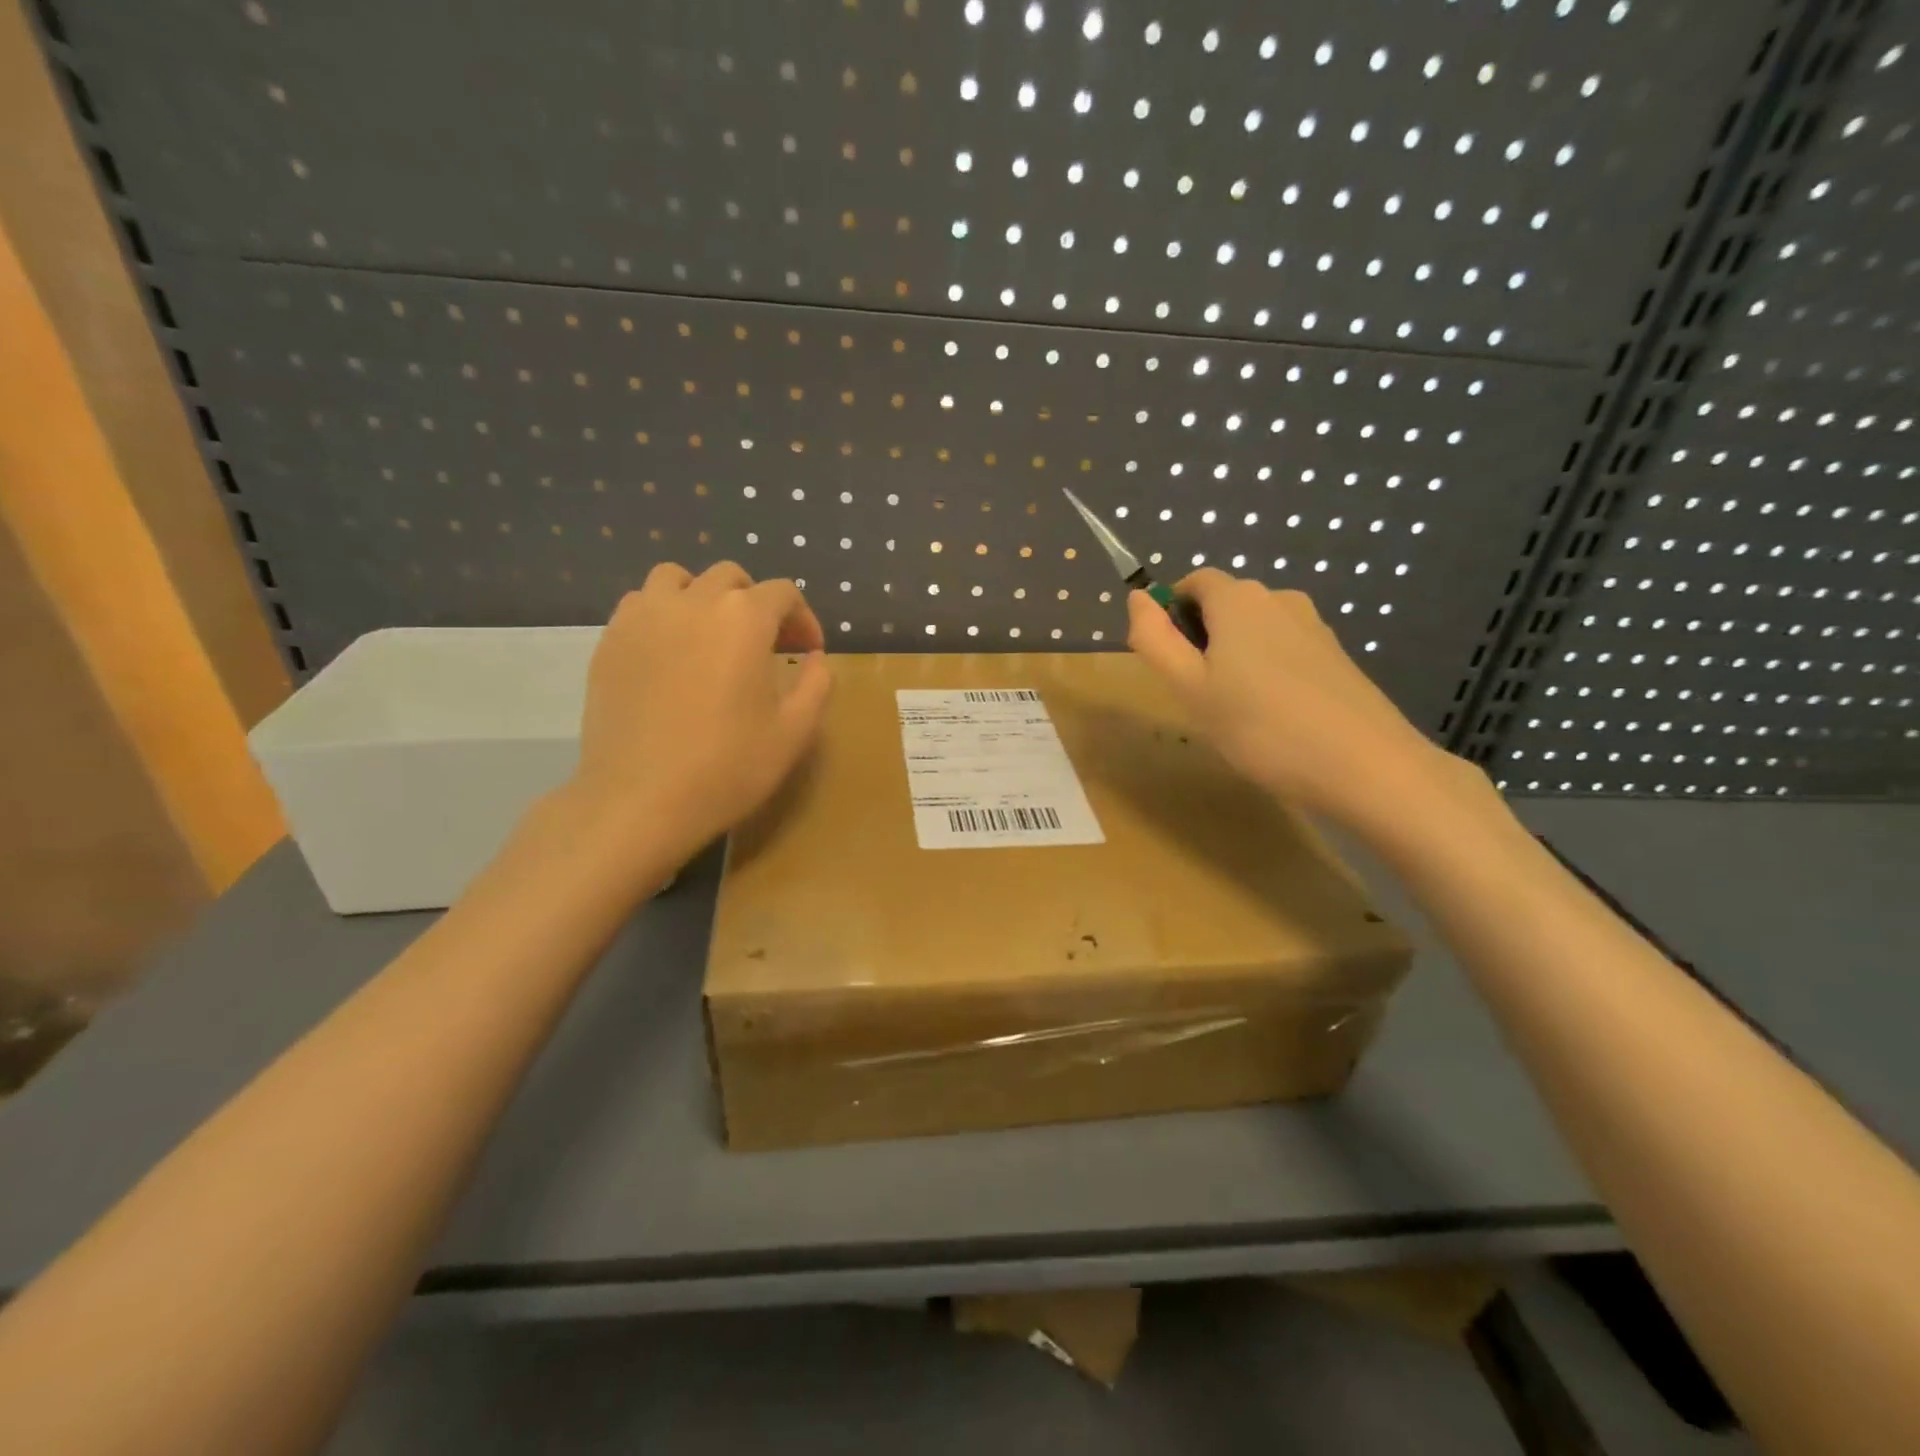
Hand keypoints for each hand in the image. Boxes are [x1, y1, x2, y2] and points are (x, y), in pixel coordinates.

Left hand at [567, 561, 830, 858]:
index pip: (783, 594)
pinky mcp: (609, 640)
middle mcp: (693, 601)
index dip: (803, 620)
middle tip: (766, 646)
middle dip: (756, 604)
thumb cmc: (727, 767)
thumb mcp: (795, 732)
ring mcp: (643, 616)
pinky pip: (640, 604)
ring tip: (711, 637)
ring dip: (703, 597)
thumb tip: (815, 658)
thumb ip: (816, 684)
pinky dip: (663, 614)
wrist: (639, 800)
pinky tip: (671, 654)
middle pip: (731, 578)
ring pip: (677, 578)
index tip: (808, 653)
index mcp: (744, 618)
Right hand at [1126, 570, 1458, 827]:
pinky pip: (1283, 651)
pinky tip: (1272, 717)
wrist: (1364, 766)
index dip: (1170, 614)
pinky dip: (1266, 672)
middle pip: (1225, 605)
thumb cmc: (1260, 726)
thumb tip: (1138, 598)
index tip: (1168, 662)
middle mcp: (1279, 598)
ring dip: (1233, 658)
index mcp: (1239, 598)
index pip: (1193, 583)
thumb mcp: (1189, 687)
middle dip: (1201, 639)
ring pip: (1254, 631)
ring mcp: (1314, 626)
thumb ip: (1154, 639)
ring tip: (1234, 711)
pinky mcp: (1336, 656)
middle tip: (1197, 695)